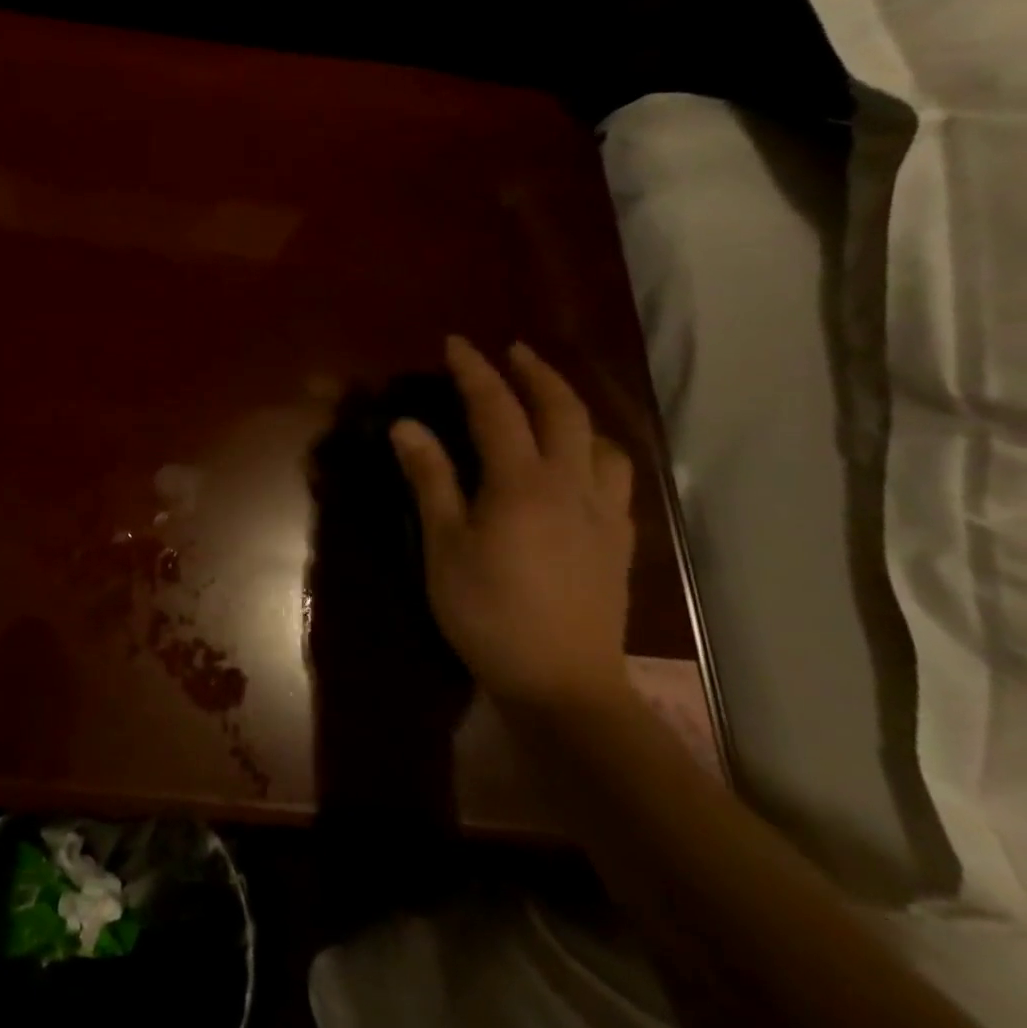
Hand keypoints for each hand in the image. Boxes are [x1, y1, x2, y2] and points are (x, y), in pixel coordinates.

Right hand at [389, 337, 635, 713]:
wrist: (563, 684)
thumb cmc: (488, 612)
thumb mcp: (444, 545)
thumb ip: (431, 479)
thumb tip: (407, 425)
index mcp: (522, 483)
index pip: (498, 409)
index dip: (475, 371)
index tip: (456, 343)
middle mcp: (571, 485)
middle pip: (563, 411)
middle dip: (536, 374)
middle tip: (512, 352)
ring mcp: (604, 513)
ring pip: (601, 442)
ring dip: (574, 410)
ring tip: (549, 405)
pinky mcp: (619, 541)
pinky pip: (615, 478)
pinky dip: (595, 452)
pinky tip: (579, 465)